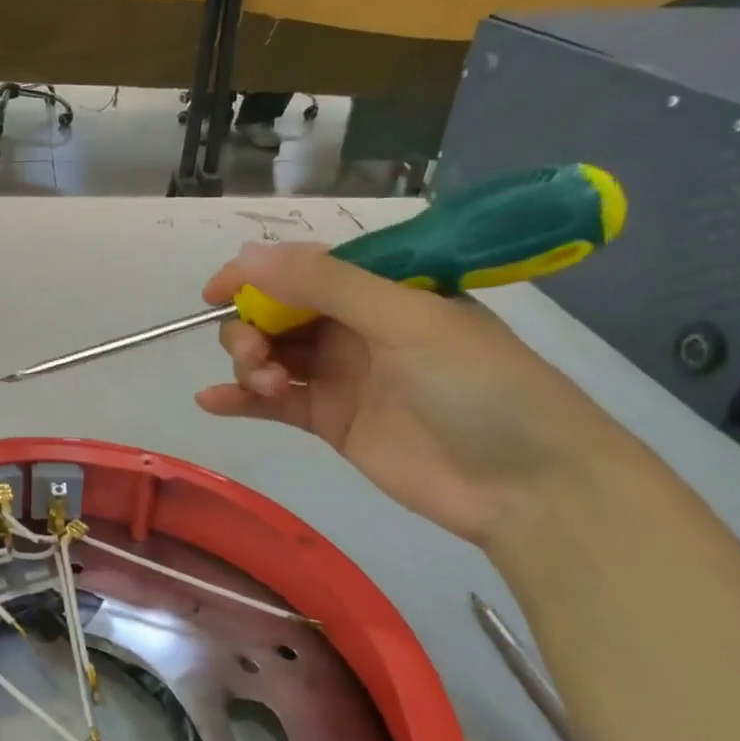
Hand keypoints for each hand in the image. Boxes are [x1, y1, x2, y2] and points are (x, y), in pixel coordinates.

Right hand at [196, 243, 639, 545]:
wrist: (527, 486)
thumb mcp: (406, 320)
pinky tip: (212, 403)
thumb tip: (247, 254)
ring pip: (270, 354)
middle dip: (251, 326)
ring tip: (260, 384)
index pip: (304, 270)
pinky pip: (272, 402)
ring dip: (248, 363)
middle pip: (278, 313)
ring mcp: (340, 375)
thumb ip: (325, 285)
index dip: (256, 275)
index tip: (214, 292)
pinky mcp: (330, 421)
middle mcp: (356, 327)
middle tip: (255, 353)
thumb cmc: (478, 386)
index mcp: (381, 291)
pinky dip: (239, 400)